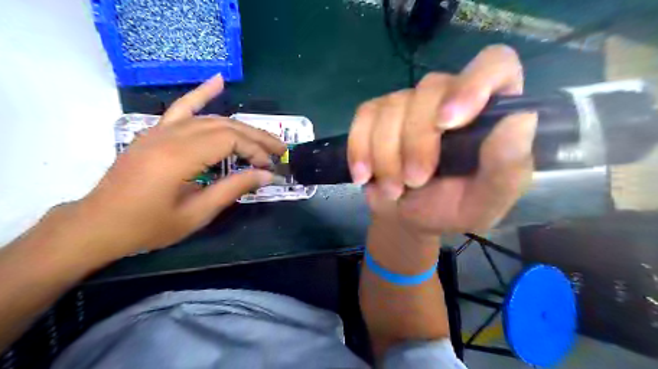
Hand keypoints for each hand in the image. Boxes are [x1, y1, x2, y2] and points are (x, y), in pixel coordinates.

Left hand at [68, 73, 285, 259]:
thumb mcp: (196, 214)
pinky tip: (218, 81)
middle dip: (256, 137)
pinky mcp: (156, 132)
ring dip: (241, 126)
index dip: (254, 150)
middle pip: (224, 126)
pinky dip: (201, 93)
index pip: (228, 140)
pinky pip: (181, 108)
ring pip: (210, 118)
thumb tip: (266, 175)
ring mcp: (160, 131)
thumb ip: (232, 189)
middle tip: (280, 150)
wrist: (99, 224)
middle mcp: (170, 136)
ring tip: (264, 137)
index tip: (268, 168)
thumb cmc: (148, 226)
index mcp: (178, 158)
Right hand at [347, 47, 536, 233]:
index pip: (494, 65)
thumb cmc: (452, 208)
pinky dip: (360, 149)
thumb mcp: (486, 201)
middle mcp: (448, 98)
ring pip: (392, 107)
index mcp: (488, 112)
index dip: (473, 84)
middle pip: (430, 89)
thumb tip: (519, 120)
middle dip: (416, 142)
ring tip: (393, 190)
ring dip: (387, 156)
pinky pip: (364, 118)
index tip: (448, 122)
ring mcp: (408, 104)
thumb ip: (506, 168)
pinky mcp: (376, 116)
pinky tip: (364, 175)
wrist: (409, 217)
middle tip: (414, 182)